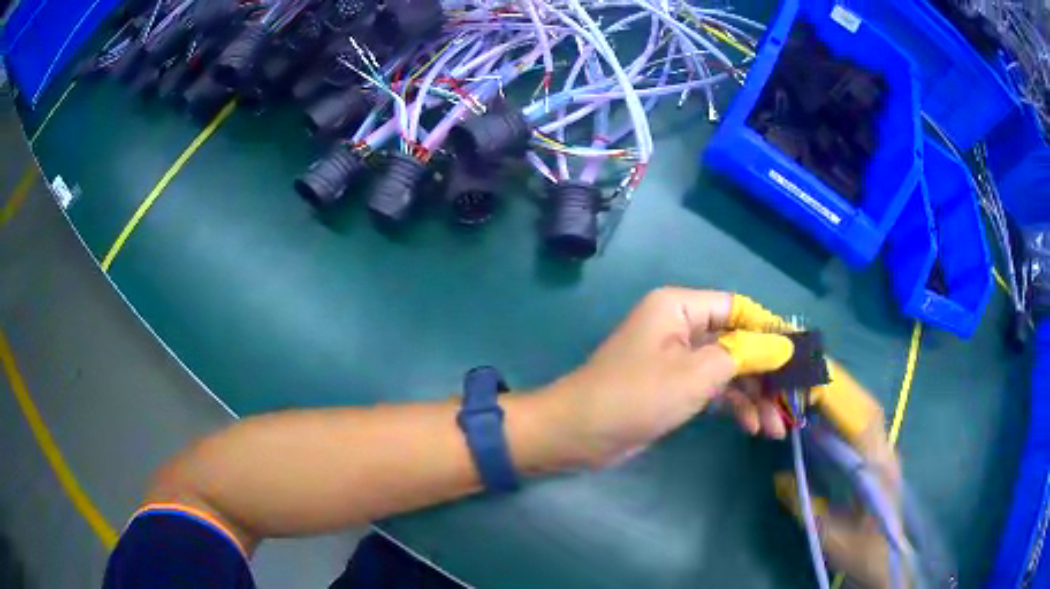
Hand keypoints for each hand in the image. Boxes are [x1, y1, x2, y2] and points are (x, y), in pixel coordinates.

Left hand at [541, 287, 795, 466]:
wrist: (578, 435)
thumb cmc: (636, 396)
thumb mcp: (696, 374)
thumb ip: (745, 356)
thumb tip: (786, 345)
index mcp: (680, 307)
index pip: (739, 308)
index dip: (771, 330)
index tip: (800, 355)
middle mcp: (680, 326)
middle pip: (737, 342)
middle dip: (766, 374)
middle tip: (794, 401)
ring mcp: (678, 359)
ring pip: (729, 370)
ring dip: (754, 396)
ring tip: (776, 427)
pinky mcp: (674, 387)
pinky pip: (714, 389)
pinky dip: (734, 406)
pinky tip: (753, 427)